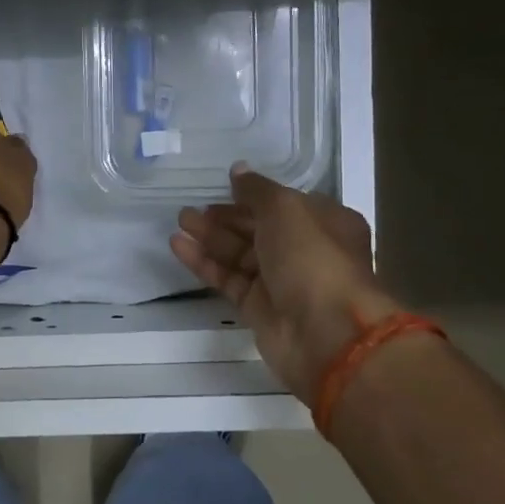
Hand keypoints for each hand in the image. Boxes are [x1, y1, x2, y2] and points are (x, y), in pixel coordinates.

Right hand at [171, 165, 401, 402]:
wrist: (325, 333)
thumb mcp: (285, 208)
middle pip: (258, 229)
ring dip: (210, 237)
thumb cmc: (312, 258)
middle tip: (190, 210)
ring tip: (179, 223)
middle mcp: (305, 251)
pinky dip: (205, 263)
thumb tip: (238, 170)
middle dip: (225, 218)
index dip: (253, 196)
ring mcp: (281, 282)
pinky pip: (228, 279)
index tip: (222, 188)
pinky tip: (179, 247)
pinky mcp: (258, 308)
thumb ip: (256, 189)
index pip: (283, 204)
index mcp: (324, 222)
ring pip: (239, 254)